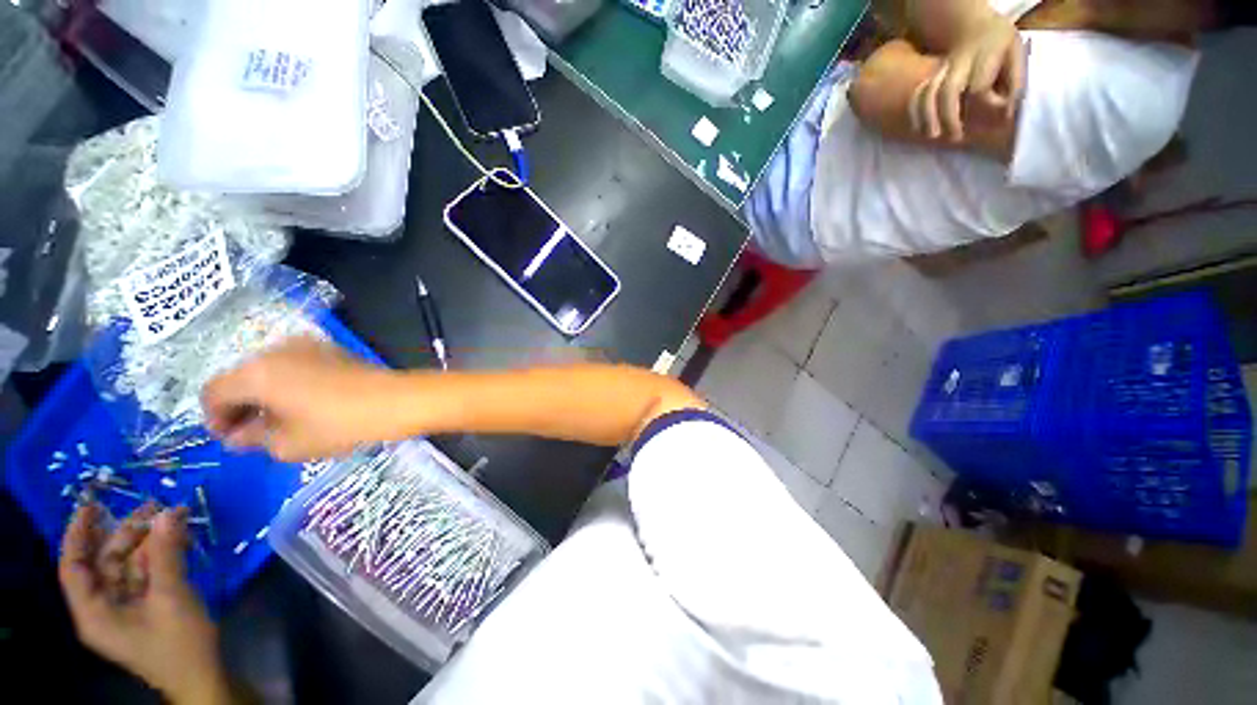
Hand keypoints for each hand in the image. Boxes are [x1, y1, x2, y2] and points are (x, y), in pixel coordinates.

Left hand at [59, 504, 230, 704]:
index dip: (78, 534)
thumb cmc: (178, 644)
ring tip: (174, 515)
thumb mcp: (172, 598)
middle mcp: (103, 606)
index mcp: (94, 612)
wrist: (203, 675)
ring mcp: (126, 607)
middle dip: (126, 531)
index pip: (73, 567)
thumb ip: (166, 554)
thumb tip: (168, 512)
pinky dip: (161, 552)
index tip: (93, 504)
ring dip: (149, 539)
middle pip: (105, 561)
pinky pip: (147, 571)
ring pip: (129, 563)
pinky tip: (179, 536)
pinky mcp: (146, 606)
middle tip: (154, 504)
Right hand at [202, 336, 401, 461]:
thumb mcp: (288, 444)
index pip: (212, 392)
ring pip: (266, 370)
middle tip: (255, 434)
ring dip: (264, 394)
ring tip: (282, 421)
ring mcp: (305, 344)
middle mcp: (275, 349)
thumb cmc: (339, 425)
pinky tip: (305, 404)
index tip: (232, 439)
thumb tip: (238, 435)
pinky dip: (287, 383)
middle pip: (239, 377)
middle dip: (240, 406)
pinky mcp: (329, 347)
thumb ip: (252, 439)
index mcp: (256, 372)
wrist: (396, 400)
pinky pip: (293, 364)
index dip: (214, 418)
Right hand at [910, 9, 1025, 141]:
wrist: (975, 28)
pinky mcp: (931, 77)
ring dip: (928, 118)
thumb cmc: (1002, 46)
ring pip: (929, 93)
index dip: (989, 104)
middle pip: (948, 91)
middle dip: (950, 117)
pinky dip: (916, 113)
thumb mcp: (1018, 56)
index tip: (1002, 114)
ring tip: (934, 136)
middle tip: (956, 137)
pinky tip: (919, 129)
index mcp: (986, 52)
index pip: (981, 85)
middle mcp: (959, 60)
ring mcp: (941, 68)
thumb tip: (1007, 113)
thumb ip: (1015, 83)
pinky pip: (918, 95)